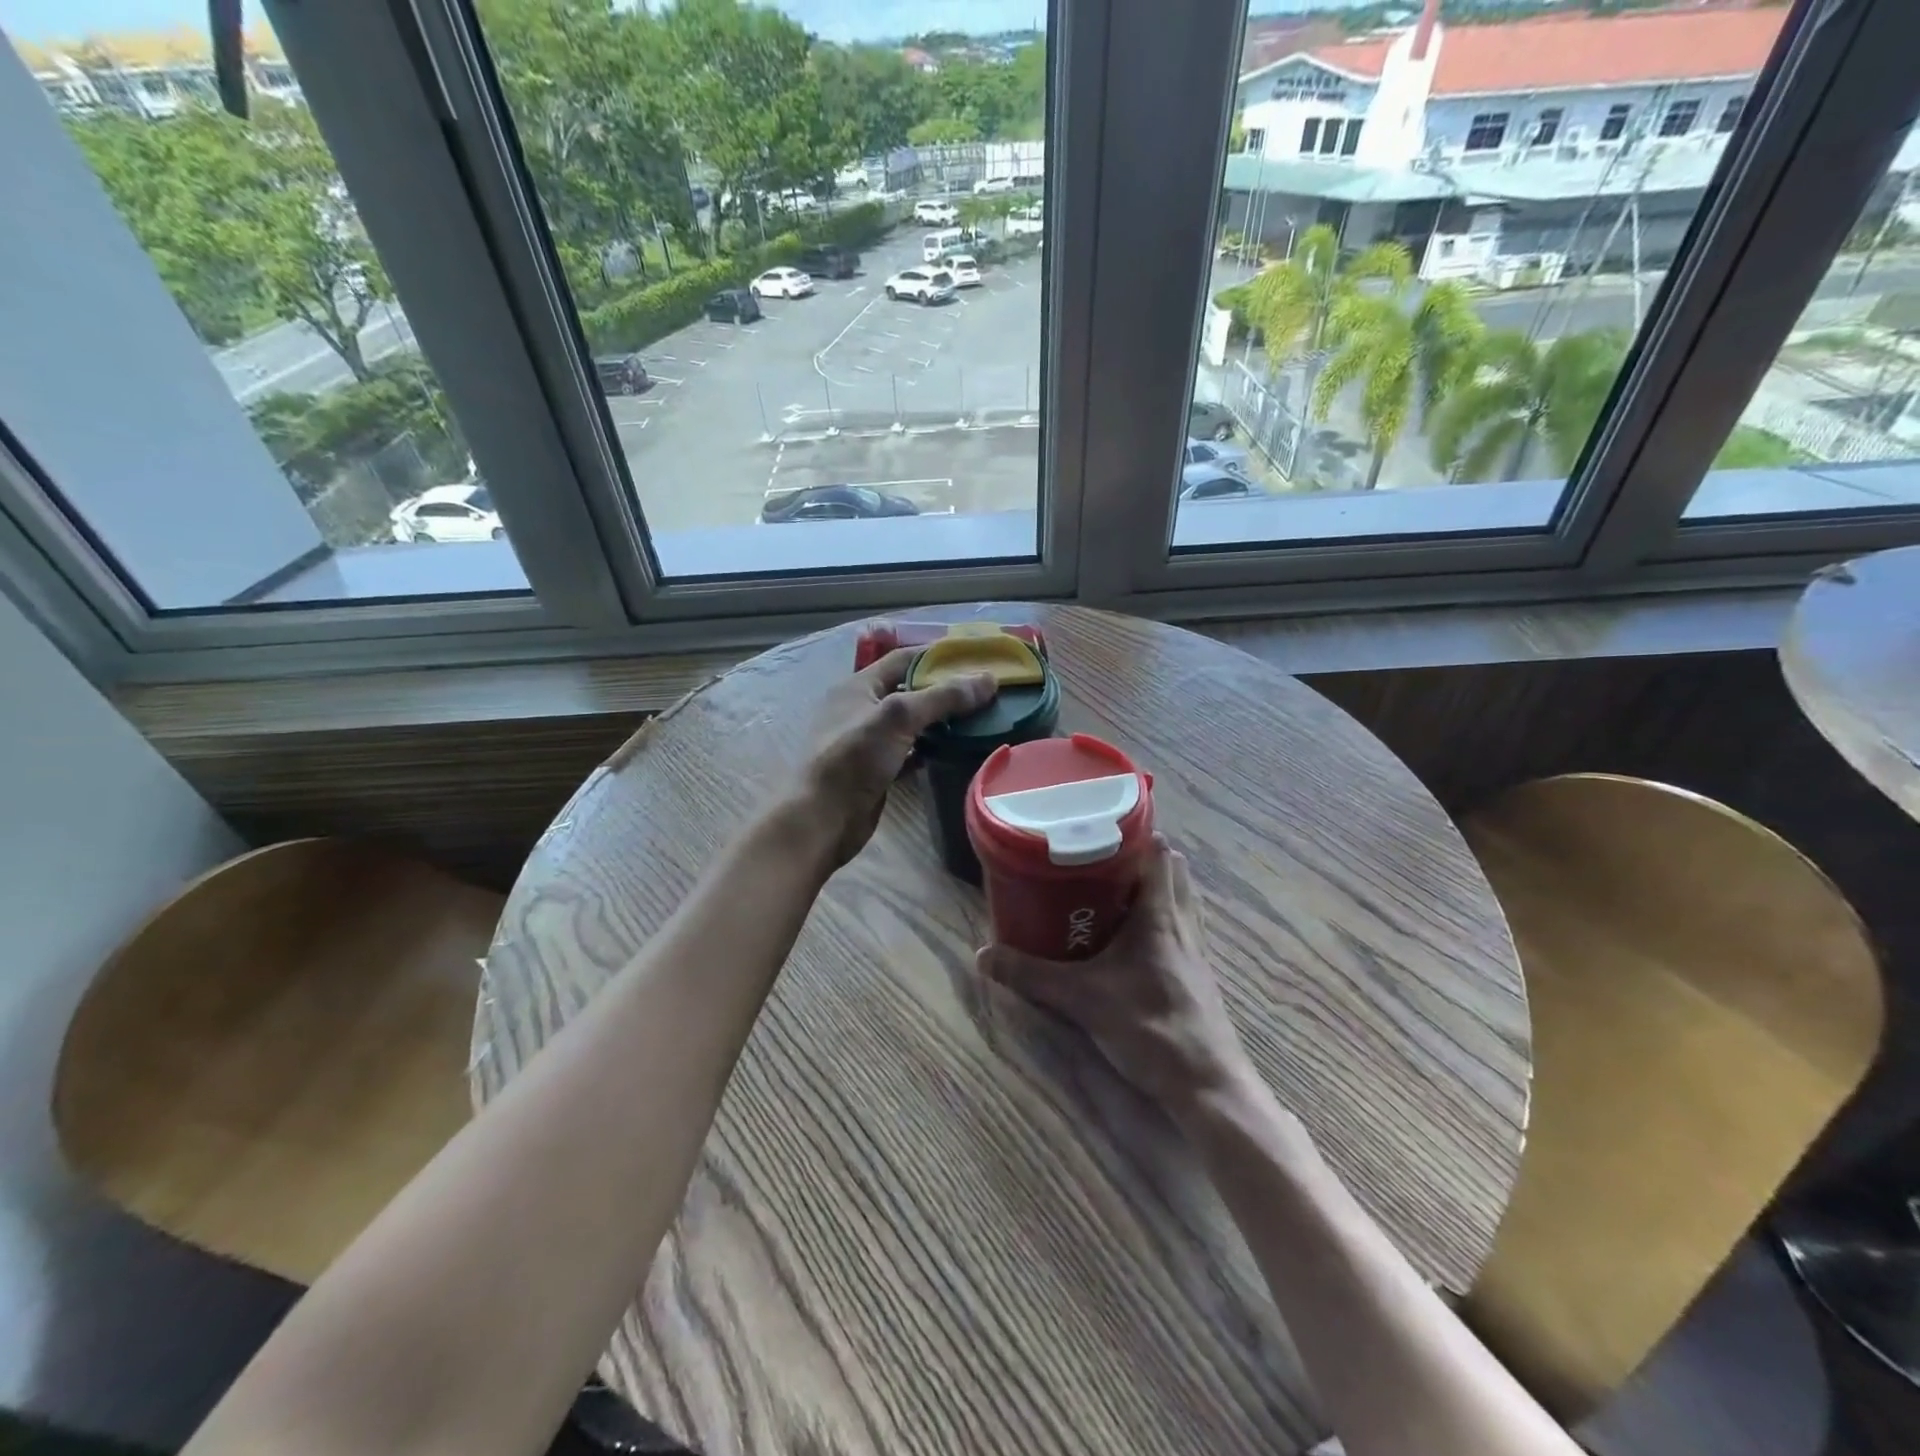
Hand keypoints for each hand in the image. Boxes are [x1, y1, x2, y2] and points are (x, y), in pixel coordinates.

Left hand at [800, 638, 996, 866]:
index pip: (904, 658)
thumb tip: (988, 679)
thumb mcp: (898, 717)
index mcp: (858, 685)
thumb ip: (942, 697)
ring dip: (941, 720)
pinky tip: (957, 750)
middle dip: (945, 689)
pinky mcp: (877, 770)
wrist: (823, 819)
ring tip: (980, 718)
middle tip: (985, 692)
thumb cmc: (854, 758)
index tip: (976, 659)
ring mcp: (868, 741)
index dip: (939, 656)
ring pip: (912, 723)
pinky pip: (910, 751)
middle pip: (910, 690)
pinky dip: (932, 748)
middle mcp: (862, 708)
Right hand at [977, 835, 1255, 1118]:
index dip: (1135, 829)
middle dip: (1139, 856)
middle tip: (1098, 857)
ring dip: (1152, 885)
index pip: (1158, 849)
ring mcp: (1194, 946)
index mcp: (1160, 913)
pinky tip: (1132, 936)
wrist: (1207, 1085)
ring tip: (1112, 889)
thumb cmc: (1151, 1028)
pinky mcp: (1197, 971)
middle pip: (1170, 868)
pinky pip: (1180, 924)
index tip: (1099, 823)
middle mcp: (1182, 920)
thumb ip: (1032, 976)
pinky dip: (1160, 915)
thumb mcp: (1083, 1000)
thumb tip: (983, 955)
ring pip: (1179, 896)